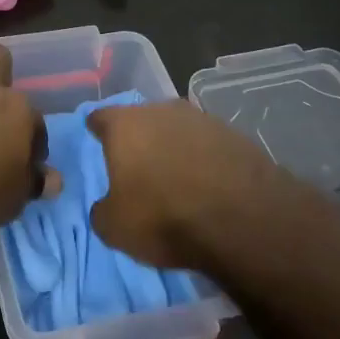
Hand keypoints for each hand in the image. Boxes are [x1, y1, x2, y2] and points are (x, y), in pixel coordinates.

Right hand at [85, 101, 302, 269]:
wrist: (243, 219)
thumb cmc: (164, 217)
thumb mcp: (115, 228)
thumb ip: (102, 210)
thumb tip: (106, 206)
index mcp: (124, 124)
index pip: (100, 118)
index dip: (97, 130)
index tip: (96, 142)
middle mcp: (160, 110)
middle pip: (141, 119)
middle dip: (138, 139)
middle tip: (137, 166)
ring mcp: (201, 118)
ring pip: (176, 129)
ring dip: (173, 147)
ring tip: (175, 177)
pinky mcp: (234, 134)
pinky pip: (206, 144)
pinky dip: (202, 159)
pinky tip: (206, 183)